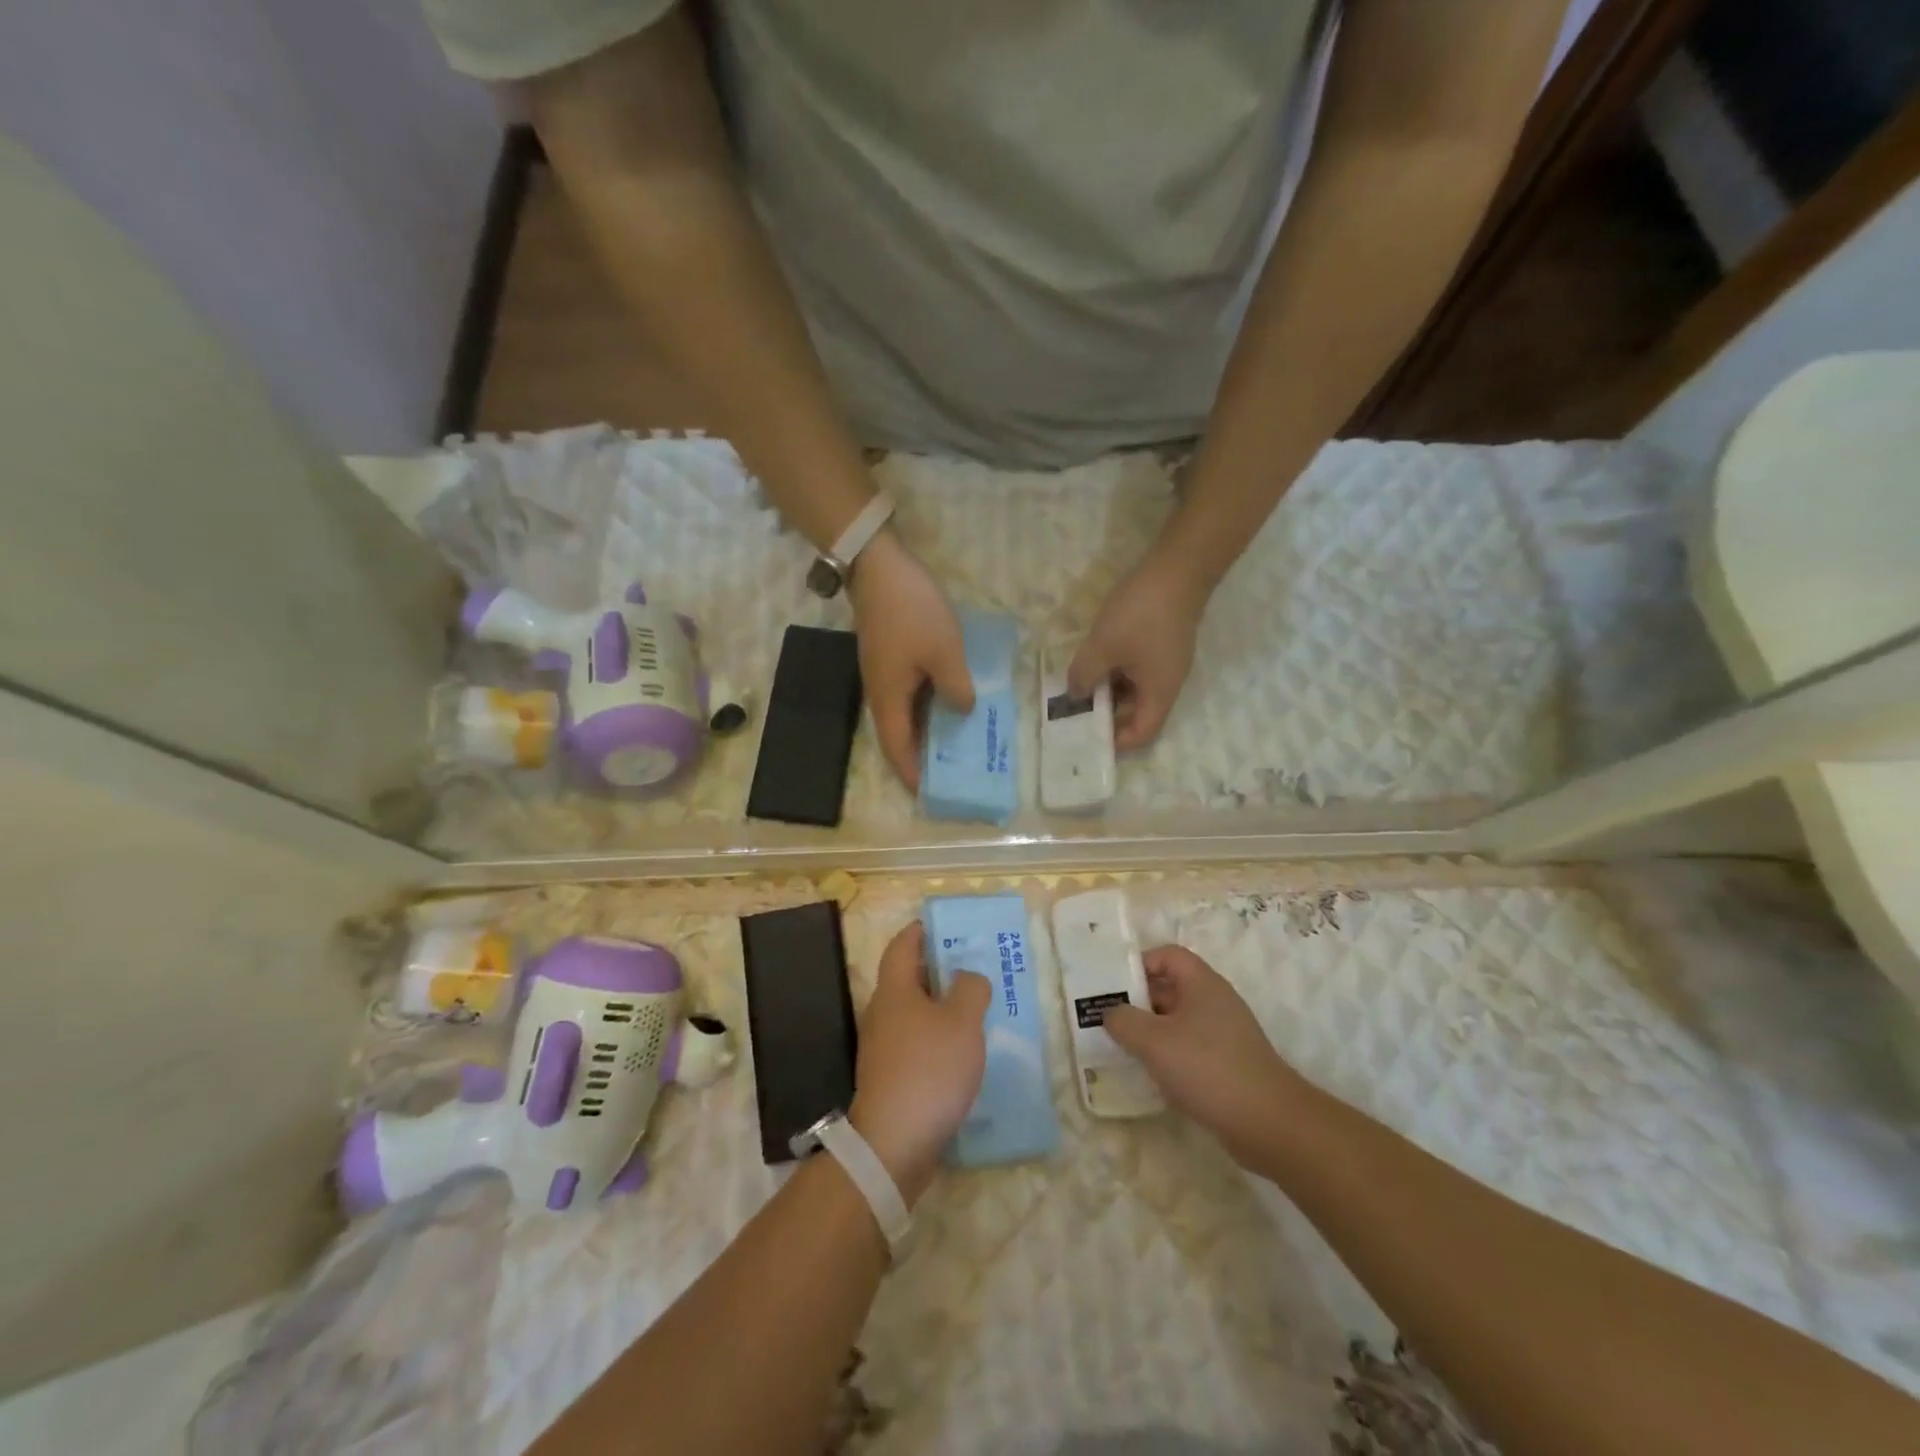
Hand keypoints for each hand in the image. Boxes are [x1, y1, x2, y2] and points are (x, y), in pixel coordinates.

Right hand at [848, 532, 973, 788]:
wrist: (878, 566)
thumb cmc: (912, 612)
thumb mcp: (944, 652)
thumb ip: (957, 688)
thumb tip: (962, 711)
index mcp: (888, 699)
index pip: (896, 750)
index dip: (911, 774)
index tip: (928, 794)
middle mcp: (880, 693)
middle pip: (898, 736)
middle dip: (920, 757)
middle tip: (950, 770)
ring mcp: (882, 674)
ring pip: (903, 714)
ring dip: (925, 730)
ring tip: (954, 741)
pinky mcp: (888, 657)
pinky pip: (907, 694)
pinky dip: (926, 706)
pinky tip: (948, 700)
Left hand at [849, 923, 989, 1204]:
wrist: (894, 1144)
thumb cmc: (929, 1070)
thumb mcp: (962, 1022)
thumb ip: (970, 990)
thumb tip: (966, 977)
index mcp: (895, 991)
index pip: (902, 946)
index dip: (920, 931)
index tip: (944, 926)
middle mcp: (883, 1013)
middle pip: (908, 979)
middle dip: (939, 970)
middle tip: (974, 967)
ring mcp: (884, 1048)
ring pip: (915, 1014)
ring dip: (941, 1007)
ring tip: (977, 1009)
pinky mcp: (891, 1078)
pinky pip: (917, 1044)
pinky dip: (938, 1038)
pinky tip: (963, 1052)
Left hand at [1068, 549, 1207, 750]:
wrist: (1178, 567)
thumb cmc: (1141, 613)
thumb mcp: (1103, 646)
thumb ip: (1084, 675)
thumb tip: (1075, 694)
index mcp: (1159, 693)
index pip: (1141, 734)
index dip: (1115, 742)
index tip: (1087, 738)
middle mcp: (1167, 684)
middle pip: (1137, 714)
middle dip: (1106, 716)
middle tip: (1073, 713)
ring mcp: (1165, 663)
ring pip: (1134, 690)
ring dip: (1108, 691)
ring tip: (1077, 688)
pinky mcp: (1161, 644)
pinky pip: (1136, 670)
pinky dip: (1115, 672)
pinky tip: (1093, 662)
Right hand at [1102, 945, 1304, 1167]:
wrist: (1269, 1123)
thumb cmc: (1208, 1068)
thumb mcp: (1154, 1041)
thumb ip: (1124, 1021)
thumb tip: (1111, 1014)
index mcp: (1202, 983)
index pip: (1167, 955)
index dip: (1139, 964)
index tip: (1113, 987)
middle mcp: (1215, 1002)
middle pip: (1170, 988)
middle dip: (1138, 1002)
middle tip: (1108, 1020)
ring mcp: (1224, 1034)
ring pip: (1178, 1021)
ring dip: (1151, 1032)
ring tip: (1122, 1049)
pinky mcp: (1228, 1064)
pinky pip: (1190, 1048)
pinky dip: (1169, 1057)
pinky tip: (1152, 1077)